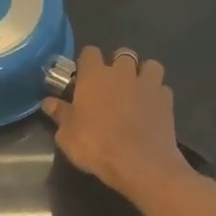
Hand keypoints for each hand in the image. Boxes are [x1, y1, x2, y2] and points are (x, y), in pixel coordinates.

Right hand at [41, 45, 190, 201]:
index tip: (83, 76)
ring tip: (137, 89)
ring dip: (143, 73)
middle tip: (111, 85)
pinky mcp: (167, 100)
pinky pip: (162, 88)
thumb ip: (60, 114)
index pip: (89, 52)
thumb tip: (48, 102)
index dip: (86, 62)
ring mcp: (148, 84)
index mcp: (94, 76)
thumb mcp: (67, 135)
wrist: (141, 163)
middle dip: (117, 65)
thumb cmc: (97, 146)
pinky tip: (152, 107)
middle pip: (122, 54)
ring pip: (150, 65)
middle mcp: (122, 73)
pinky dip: (157, 94)